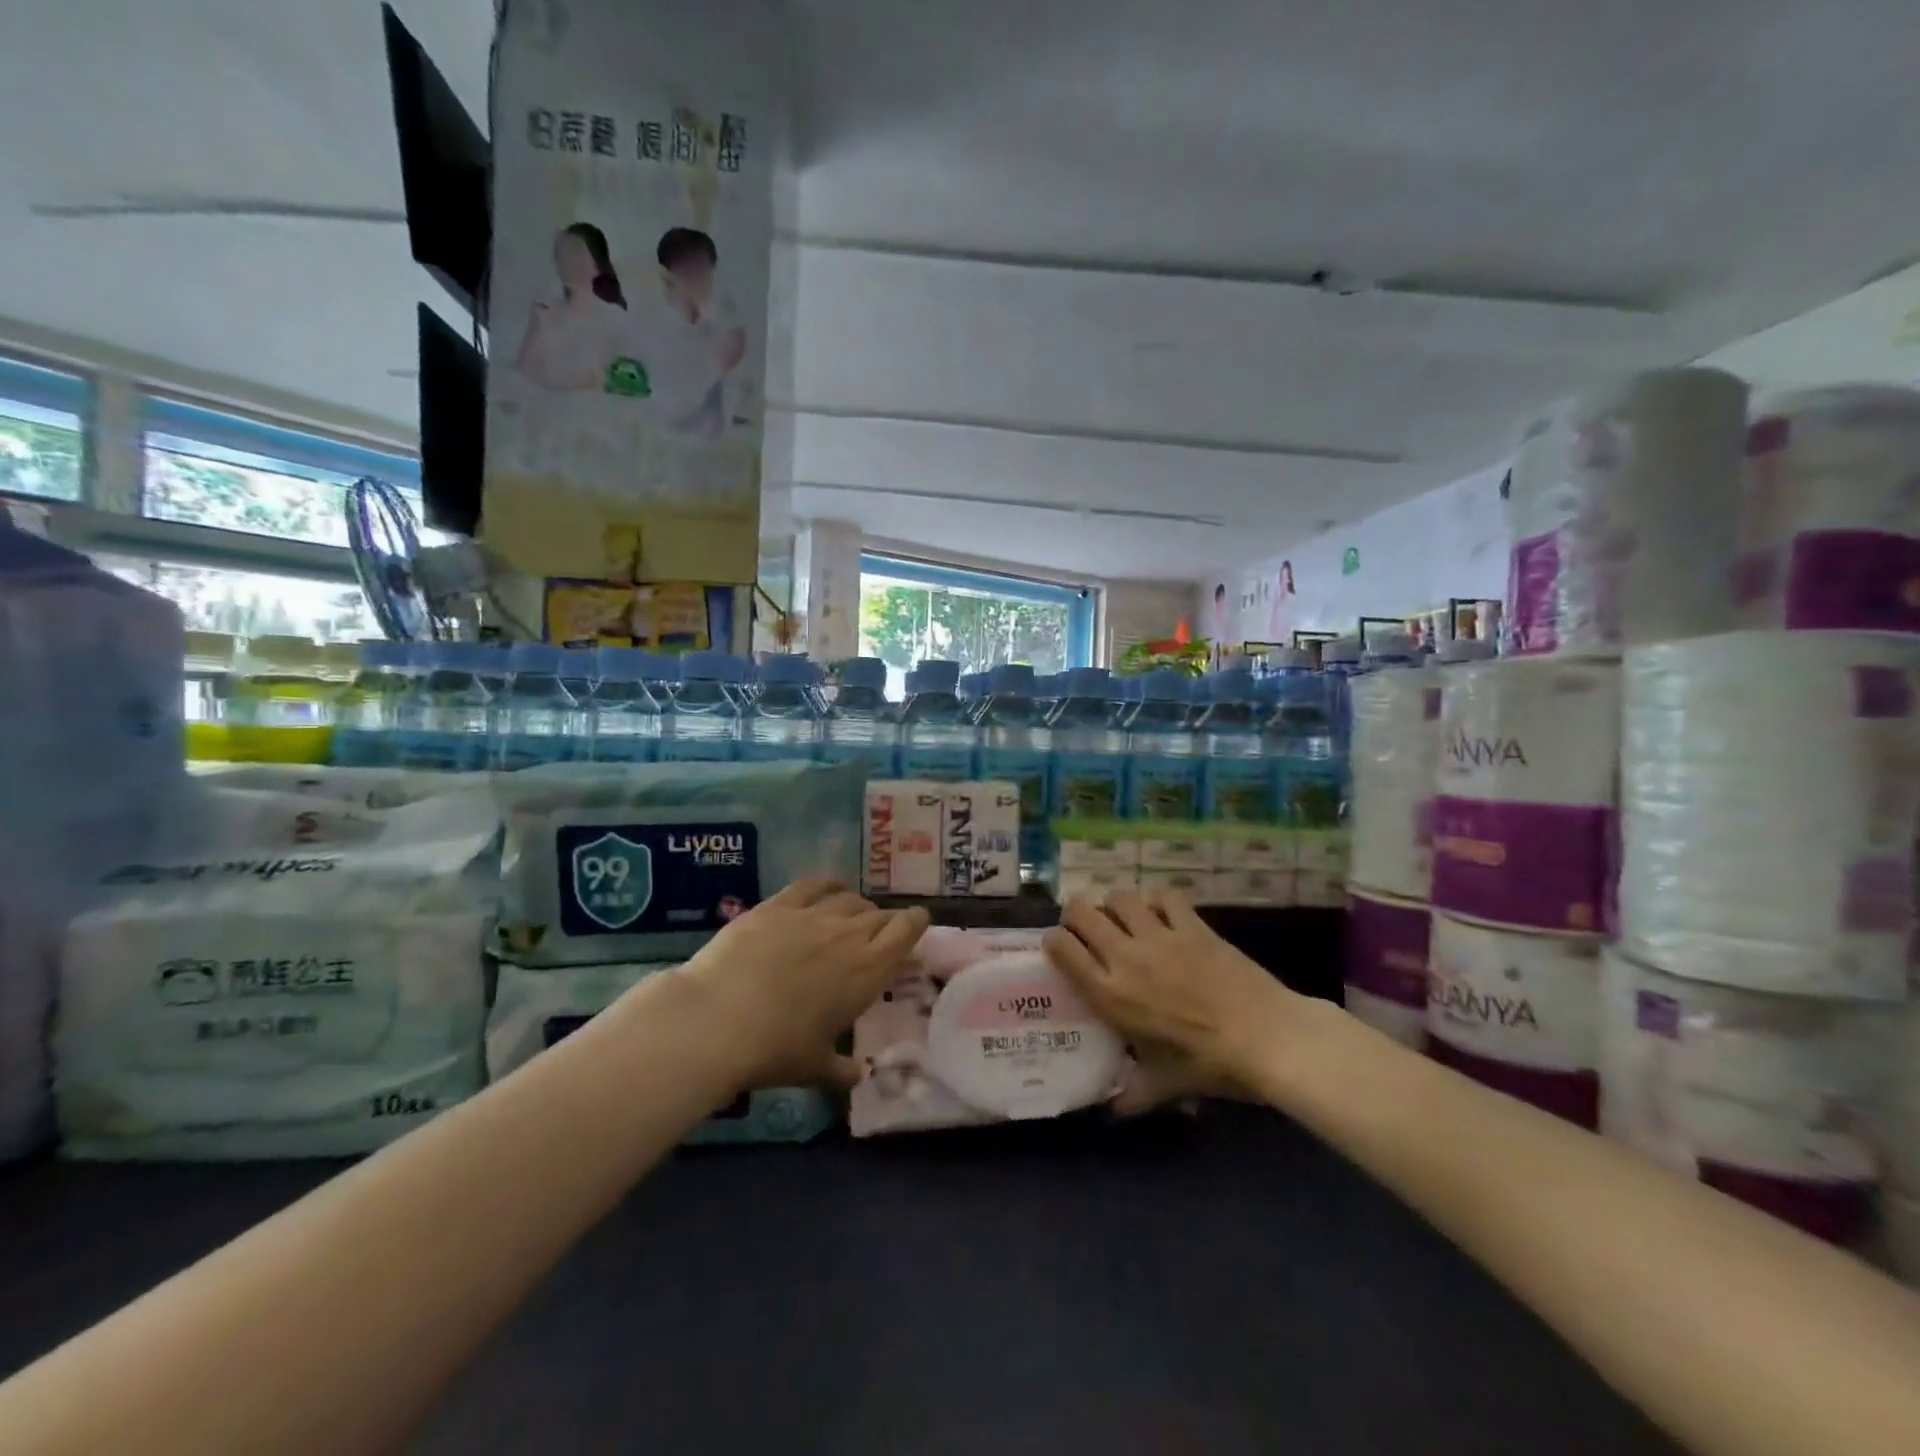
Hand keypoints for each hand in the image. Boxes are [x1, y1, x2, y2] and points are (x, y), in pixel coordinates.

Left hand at [676, 880, 928, 1092]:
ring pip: (849, 900)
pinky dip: (827, 885)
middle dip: (885, 921)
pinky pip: (812, 886)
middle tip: (880, 934)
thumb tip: (858, 1076)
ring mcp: (812, 916)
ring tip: (854, 914)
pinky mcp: (778, 906)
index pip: (906, 931)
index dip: (915, 923)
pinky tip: (830, 887)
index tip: (917, 924)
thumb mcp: (814, 1067)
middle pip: (879, 915)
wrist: (718, 1019)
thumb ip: (841, 1069)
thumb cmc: (775, 1050)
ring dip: (858, 906)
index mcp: (868, 971)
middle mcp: (848, 935)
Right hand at [1043, 890, 1298, 1106]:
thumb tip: (1116, 1109)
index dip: (1054, 941)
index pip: (1062, 949)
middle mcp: (1126, 957)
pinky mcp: (1192, 925)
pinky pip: (1165, 897)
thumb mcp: (1167, 1084)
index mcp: (1110, 994)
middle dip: (1075, 913)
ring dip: (1115, 904)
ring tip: (1123, 917)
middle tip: (1085, 925)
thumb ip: (1136, 1092)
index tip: (1059, 946)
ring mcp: (1159, 936)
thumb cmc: (1210, 1065)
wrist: (1266, 1037)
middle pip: (1081, 911)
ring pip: (1120, 897)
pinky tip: (1164, 914)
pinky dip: (1159, 902)